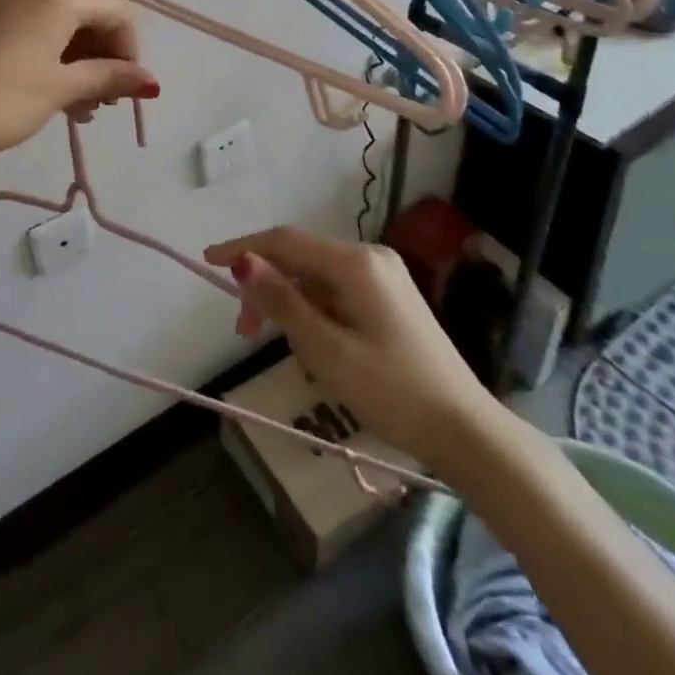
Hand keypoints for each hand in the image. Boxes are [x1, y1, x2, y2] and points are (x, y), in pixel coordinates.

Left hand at [0, 0, 158, 168]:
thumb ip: (110, 77)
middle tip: (102, 103)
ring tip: (78, 107)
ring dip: (78, 61)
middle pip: (89, 14)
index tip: (125, 92)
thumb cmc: (1, 100)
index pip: (117, 12)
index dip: (130, 51)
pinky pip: (34, 26)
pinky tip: (52, 91)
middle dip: (103, 57)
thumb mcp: (61, 89)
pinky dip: (51, 54)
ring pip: (61, 23)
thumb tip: (152, 81)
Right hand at [203, 226, 495, 475]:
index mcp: (355, 263)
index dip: (243, 248)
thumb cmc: (393, 392)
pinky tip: (310, 341)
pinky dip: (313, 308)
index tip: (207, 262)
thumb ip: (282, 302)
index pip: (285, 241)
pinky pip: (337, 290)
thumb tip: (242, 261)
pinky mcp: (390, 298)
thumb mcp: (327, 351)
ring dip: (288, 300)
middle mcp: (369, 257)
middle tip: (243, 330)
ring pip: (317, 276)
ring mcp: (383, 276)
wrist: (468, 433)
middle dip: (266, 285)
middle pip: (300, 257)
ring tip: (275, 342)